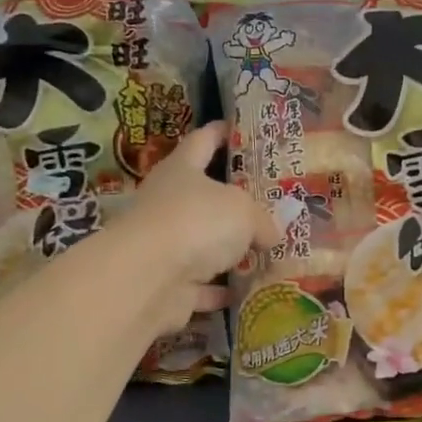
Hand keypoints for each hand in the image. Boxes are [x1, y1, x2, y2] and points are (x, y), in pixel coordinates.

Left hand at [118, 122, 280, 332]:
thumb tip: (273, 234)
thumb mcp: (244, 211)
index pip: (202, 141)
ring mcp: (166, 246)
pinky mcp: (168, 285)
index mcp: (182, 170)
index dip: (220, 132)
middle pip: (203, 196)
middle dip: (233, 200)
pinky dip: (222, 290)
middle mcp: (168, 203)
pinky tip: (249, 292)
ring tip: (267, 250)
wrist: (149, 278)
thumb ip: (263, 219)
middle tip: (268, 201)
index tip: (239, 129)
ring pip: (203, 244)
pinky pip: (202, 286)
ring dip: (229, 250)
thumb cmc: (197, 222)